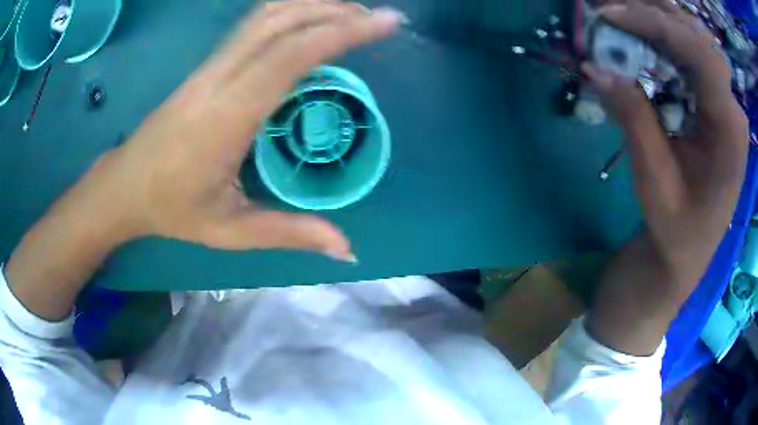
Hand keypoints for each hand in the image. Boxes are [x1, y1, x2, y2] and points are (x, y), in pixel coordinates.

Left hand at [4, 1, 402, 320]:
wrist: (126, 184)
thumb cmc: (172, 209)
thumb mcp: (230, 231)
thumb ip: (290, 233)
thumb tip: (347, 248)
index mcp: (227, 115)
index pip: (291, 55)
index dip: (342, 32)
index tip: (385, 23)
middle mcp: (220, 77)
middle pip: (282, 20)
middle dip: (337, 10)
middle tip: (380, 19)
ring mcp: (211, 65)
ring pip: (266, 14)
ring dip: (314, 5)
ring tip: (353, 15)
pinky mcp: (208, 64)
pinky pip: (254, 23)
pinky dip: (291, 12)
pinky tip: (311, 20)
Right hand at [583, 1, 748, 354]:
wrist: (686, 254)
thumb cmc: (676, 230)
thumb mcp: (654, 182)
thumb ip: (634, 119)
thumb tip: (596, 65)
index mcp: (730, 132)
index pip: (702, 55)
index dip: (657, 24)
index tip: (610, 14)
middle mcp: (733, 108)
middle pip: (698, 37)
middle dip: (654, 13)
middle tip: (609, 7)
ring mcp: (725, 103)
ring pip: (695, 38)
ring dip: (658, 19)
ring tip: (620, 16)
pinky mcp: (715, 103)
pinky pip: (691, 55)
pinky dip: (663, 37)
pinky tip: (640, 36)